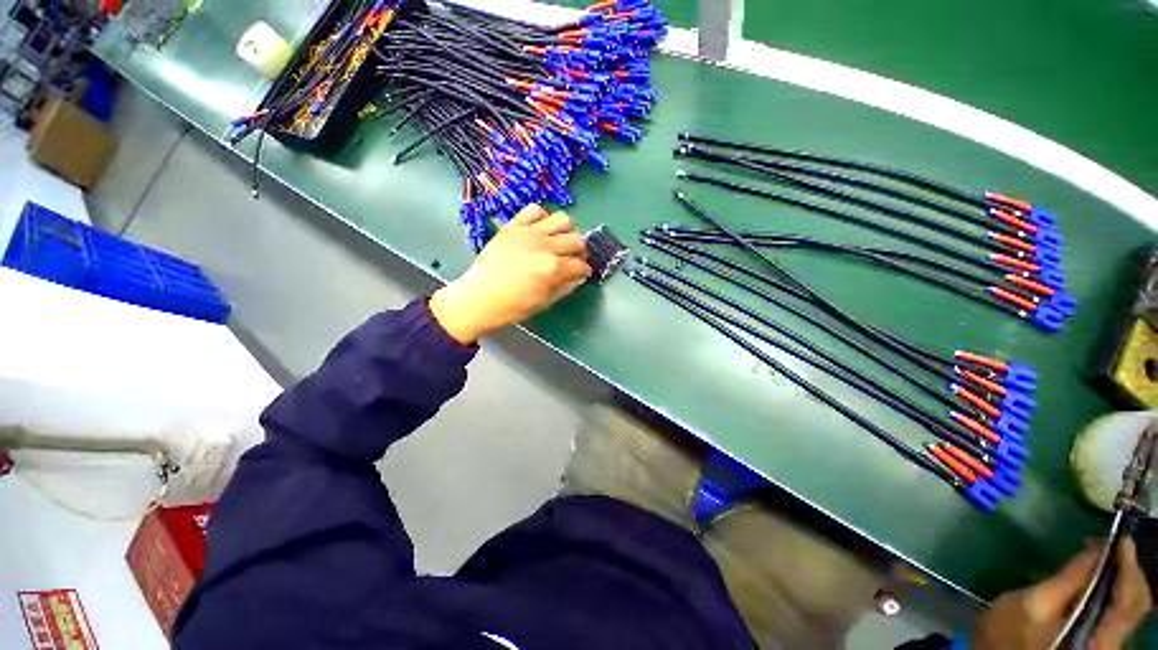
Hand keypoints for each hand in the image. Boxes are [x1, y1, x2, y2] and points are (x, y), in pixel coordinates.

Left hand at [429, 204, 591, 343]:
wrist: (478, 298)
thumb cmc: (512, 307)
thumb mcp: (544, 302)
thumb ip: (565, 287)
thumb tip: (578, 276)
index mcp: (554, 269)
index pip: (581, 265)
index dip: (585, 271)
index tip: (582, 274)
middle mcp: (545, 246)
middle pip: (577, 240)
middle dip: (580, 252)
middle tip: (574, 259)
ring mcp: (528, 233)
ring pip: (562, 219)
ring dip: (566, 232)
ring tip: (559, 242)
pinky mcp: (513, 226)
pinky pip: (534, 210)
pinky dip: (542, 218)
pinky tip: (540, 230)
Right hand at [972, 539, 1151, 649]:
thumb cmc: (1010, 631)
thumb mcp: (1034, 603)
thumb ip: (1069, 579)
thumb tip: (1099, 550)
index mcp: (1099, 641)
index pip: (1130, 601)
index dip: (1129, 567)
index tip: (1121, 539)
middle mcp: (1112, 643)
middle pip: (1135, 604)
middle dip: (1127, 571)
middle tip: (1111, 543)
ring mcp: (1105, 643)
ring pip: (1129, 606)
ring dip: (1122, 577)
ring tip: (1104, 554)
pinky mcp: (1098, 638)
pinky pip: (1118, 611)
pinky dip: (1113, 588)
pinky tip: (1099, 576)